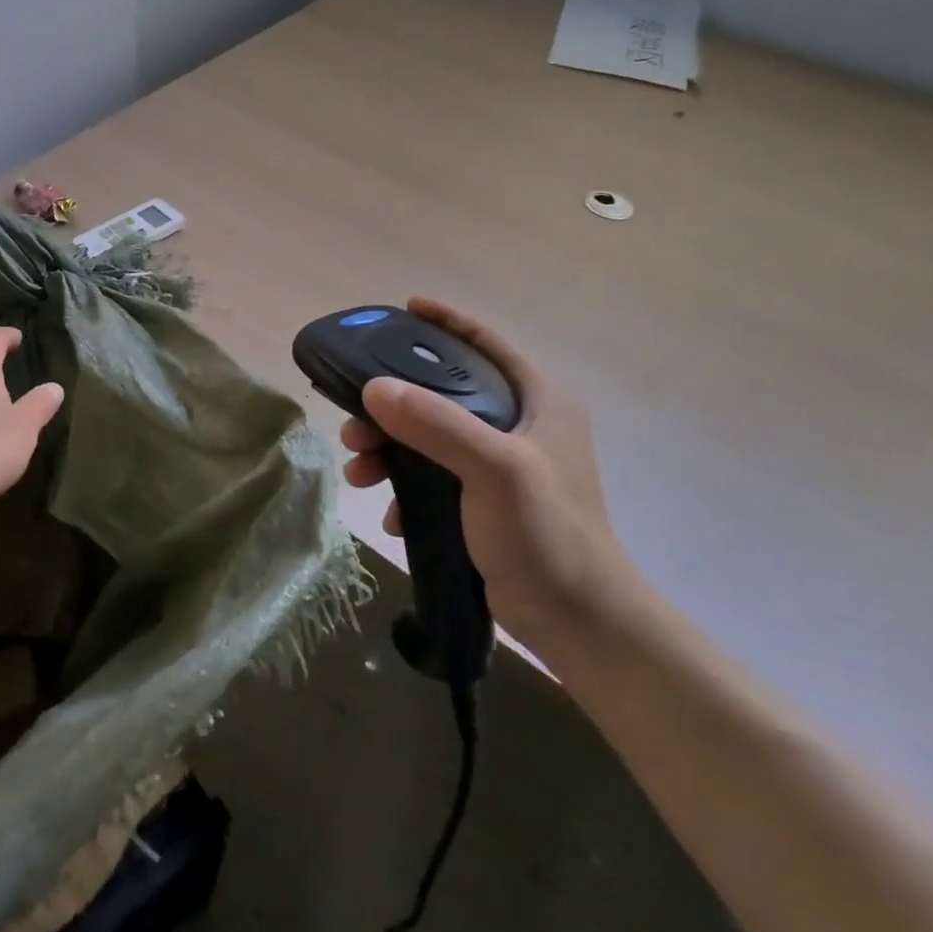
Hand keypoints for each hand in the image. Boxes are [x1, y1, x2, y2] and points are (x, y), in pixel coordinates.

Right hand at [340, 297, 646, 660]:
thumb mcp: (494, 469)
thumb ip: (436, 423)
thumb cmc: (546, 533)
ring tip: (358, 473)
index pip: (486, 342)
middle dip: (393, 405)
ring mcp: (503, 465)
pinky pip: (433, 478)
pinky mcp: (485, 502)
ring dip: (389, 451)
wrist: (578, 622)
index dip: (446, 321)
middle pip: (444, 394)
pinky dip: (406, 489)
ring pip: (430, 438)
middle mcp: (521, 424)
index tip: (402, 309)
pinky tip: (391, 514)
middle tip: (354, 422)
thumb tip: (373, 388)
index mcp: (538, 400)